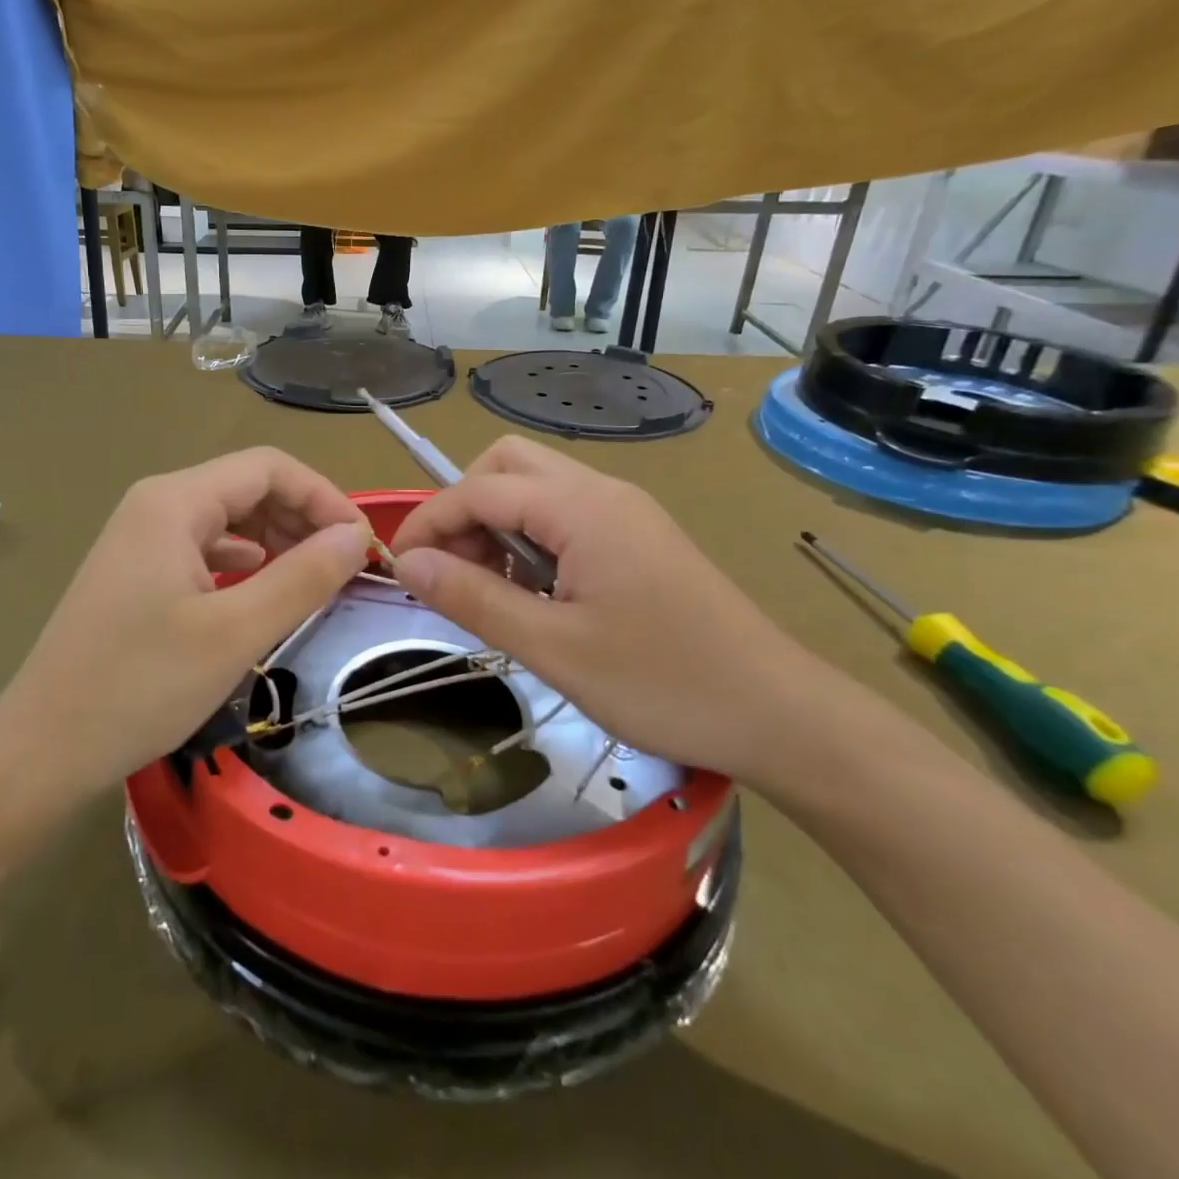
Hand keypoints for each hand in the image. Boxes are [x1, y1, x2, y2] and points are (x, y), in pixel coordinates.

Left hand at [0, 449, 371, 797]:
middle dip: (302, 517)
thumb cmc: (141, 686)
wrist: (42, 750)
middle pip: (247, 486)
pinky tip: (261, 586)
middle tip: (344, 566)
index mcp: (174, 501)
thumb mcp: (236, 632)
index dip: (323, 496)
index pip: (269, 468)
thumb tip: (356, 537)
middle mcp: (155, 504)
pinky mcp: (135, 572)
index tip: (361, 544)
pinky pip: (203, 547)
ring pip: (226, 517)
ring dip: (276, 538)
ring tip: (313, 577)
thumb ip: (303, 577)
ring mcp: (140, 538)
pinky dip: (243, 560)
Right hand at [389, 436, 844, 783]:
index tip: (400, 569)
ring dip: (498, 524)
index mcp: (581, 507)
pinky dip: (531, 539)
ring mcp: (626, 511)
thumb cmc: (663, 684)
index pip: (479, 488)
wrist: (779, 714)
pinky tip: (536, 594)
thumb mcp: (553, 648)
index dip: (430, 521)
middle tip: (454, 571)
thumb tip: (408, 565)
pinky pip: (566, 515)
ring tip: (492, 590)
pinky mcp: (639, 537)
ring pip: (537, 488)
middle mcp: (602, 491)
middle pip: (508, 465)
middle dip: (465, 508)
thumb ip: (474, 598)